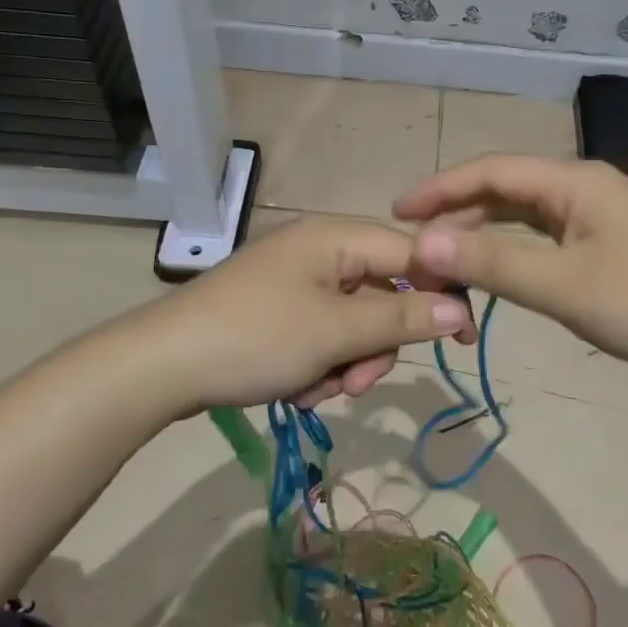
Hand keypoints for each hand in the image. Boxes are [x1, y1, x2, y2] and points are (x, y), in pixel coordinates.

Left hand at [126, 214, 470, 413]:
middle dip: (374, 346)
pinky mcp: (277, 311)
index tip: (466, 339)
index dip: (444, 292)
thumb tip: (461, 309)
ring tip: (314, 389)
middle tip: (355, 381)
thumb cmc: (256, 337)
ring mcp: (295, 282)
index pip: (412, 255)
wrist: (161, 366)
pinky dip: (317, 366)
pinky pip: (321, 336)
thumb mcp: (336, 332)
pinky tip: (292, 388)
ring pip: (353, 325)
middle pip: (382, 296)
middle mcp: (319, 251)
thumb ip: (403, 319)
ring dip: (345, 363)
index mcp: (336, 237)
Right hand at [393, 155, 627, 374]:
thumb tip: (422, 244)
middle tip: (417, 248)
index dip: (440, 189)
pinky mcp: (611, 243)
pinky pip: (547, 237)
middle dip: (458, 215)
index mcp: (574, 181)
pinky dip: (514, 251)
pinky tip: (498, 269)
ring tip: (445, 260)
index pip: (491, 171)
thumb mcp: (563, 286)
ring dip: (484, 234)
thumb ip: (492, 263)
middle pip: (506, 189)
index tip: (397, 213)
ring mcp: (601, 215)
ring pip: (526, 215)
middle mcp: (585, 186)